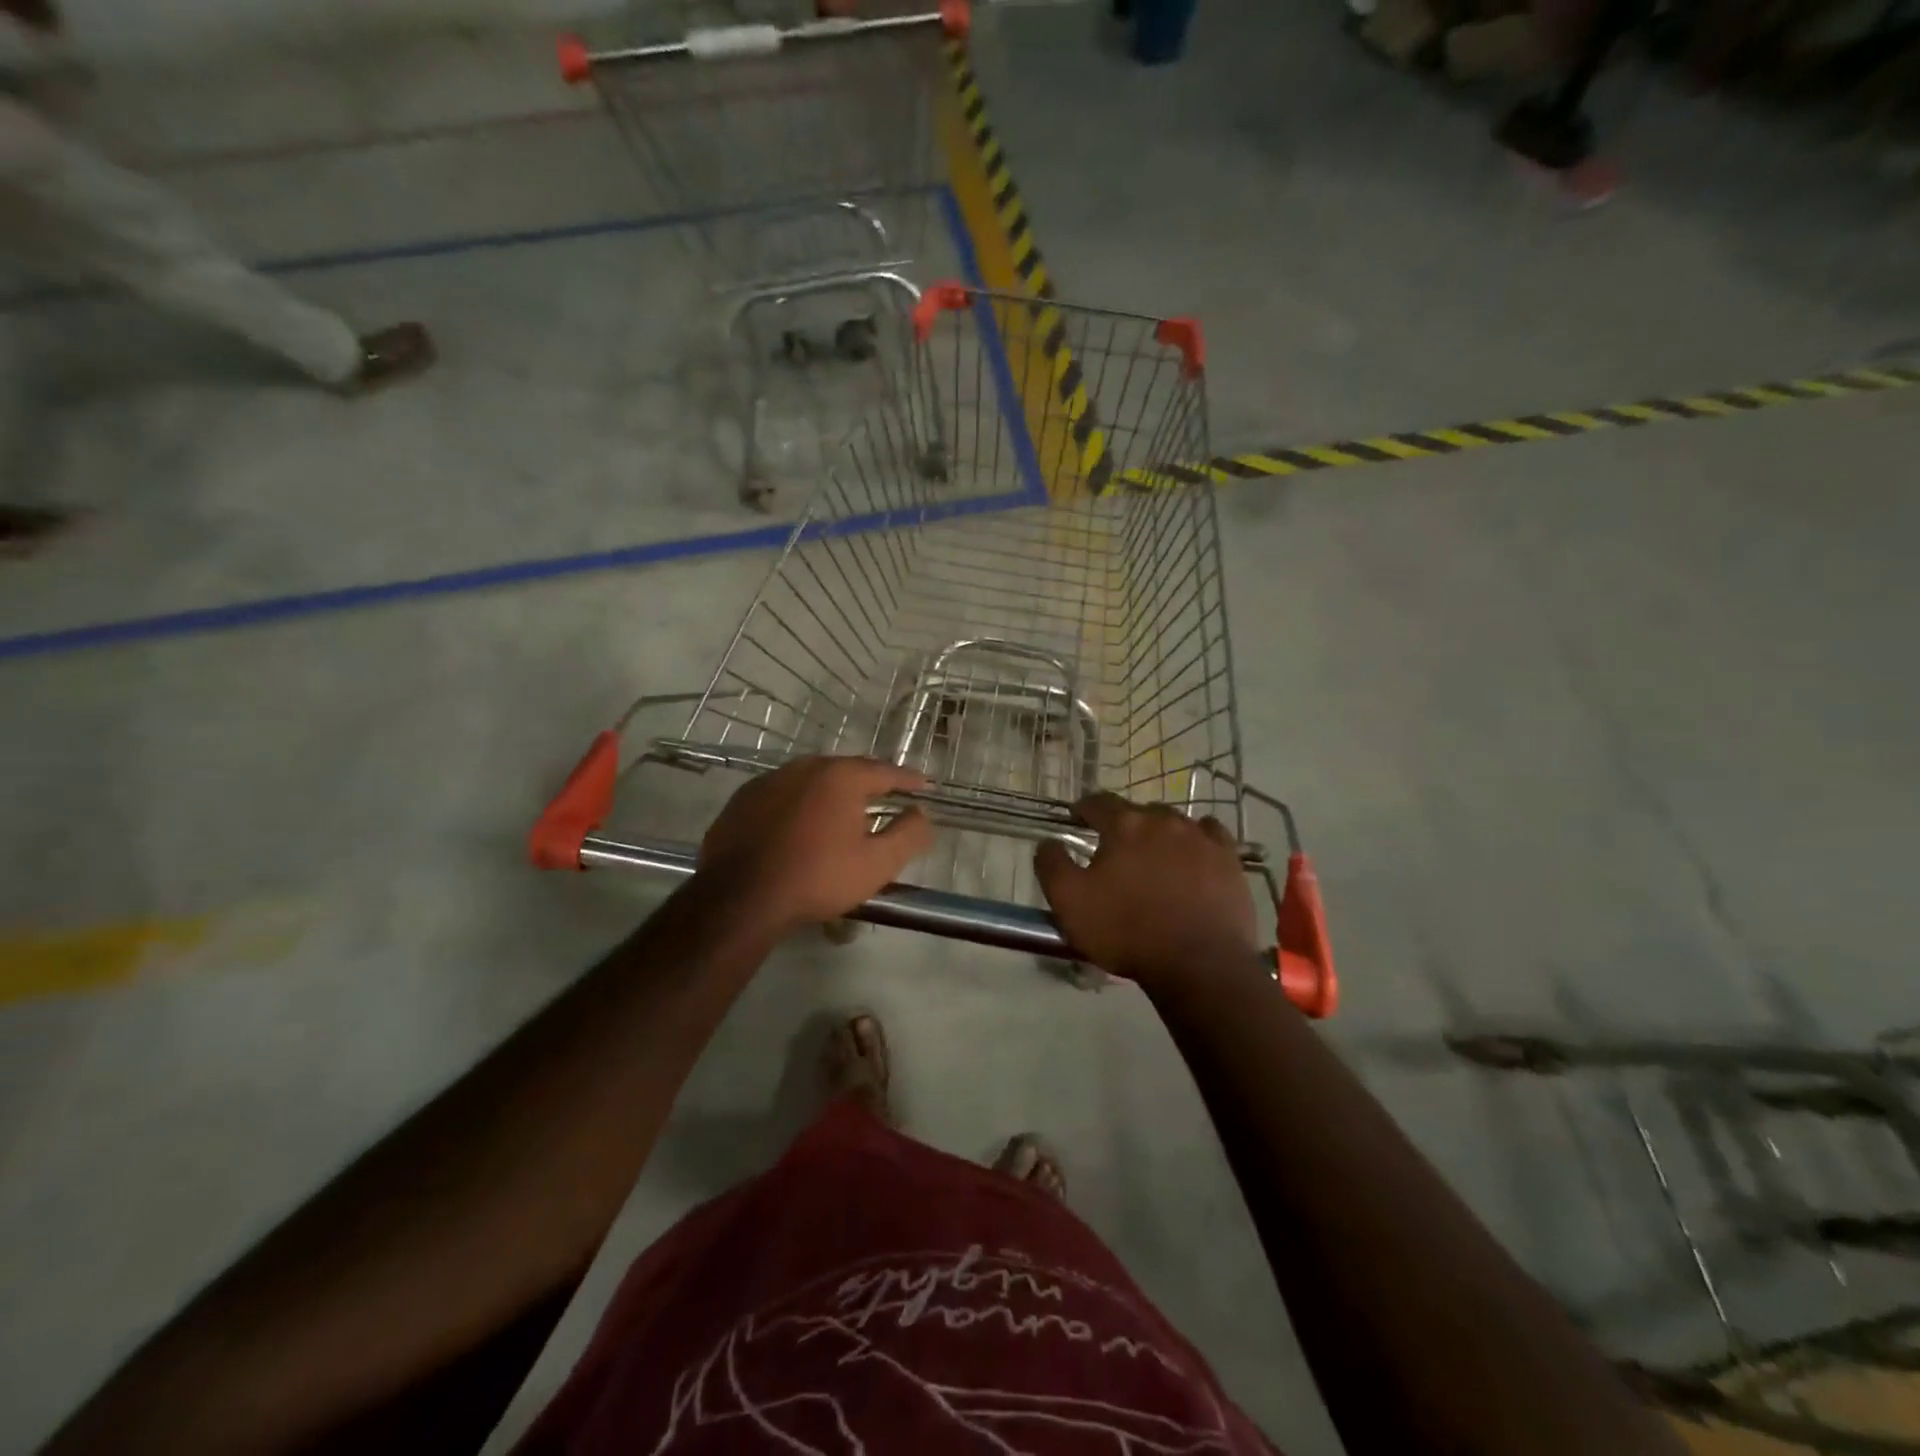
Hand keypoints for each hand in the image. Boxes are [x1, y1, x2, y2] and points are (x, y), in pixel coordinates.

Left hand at [699, 757, 932, 934]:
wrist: (740, 897)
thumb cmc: (817, 878)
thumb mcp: (877, 864)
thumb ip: (908, 834)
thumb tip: (921, 814)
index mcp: (841, 777)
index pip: (884, 771)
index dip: (907, 779)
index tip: (922, 785)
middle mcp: (805, 767)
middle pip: (847, 770)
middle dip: (869, 782)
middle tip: (885, 795)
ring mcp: (769, 780)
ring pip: (812, 780)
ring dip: (831, 792)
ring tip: (843, 811)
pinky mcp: (743, 800)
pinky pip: (783, 795)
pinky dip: (799, 804)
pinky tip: (800, 826)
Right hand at [1034, 793, 1262, 987]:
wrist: (1199, 964)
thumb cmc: (1127, 930)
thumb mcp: (1069, 902)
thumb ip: (1052, 864)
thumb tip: (1048, 841)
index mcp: (1124, 825)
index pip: (1098, 802)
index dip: (1084, 809)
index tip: (1076, 820)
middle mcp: (1163, 820)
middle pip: (1137, 811)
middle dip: (1123, 824)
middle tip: (1114, 849)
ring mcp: (1201, 837)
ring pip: (1173, 822)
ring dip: (1158, 833)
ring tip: (1153, 857)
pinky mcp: (1229, 859)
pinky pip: (1210, 835)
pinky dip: (1197, 839)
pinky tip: (1193, 855)